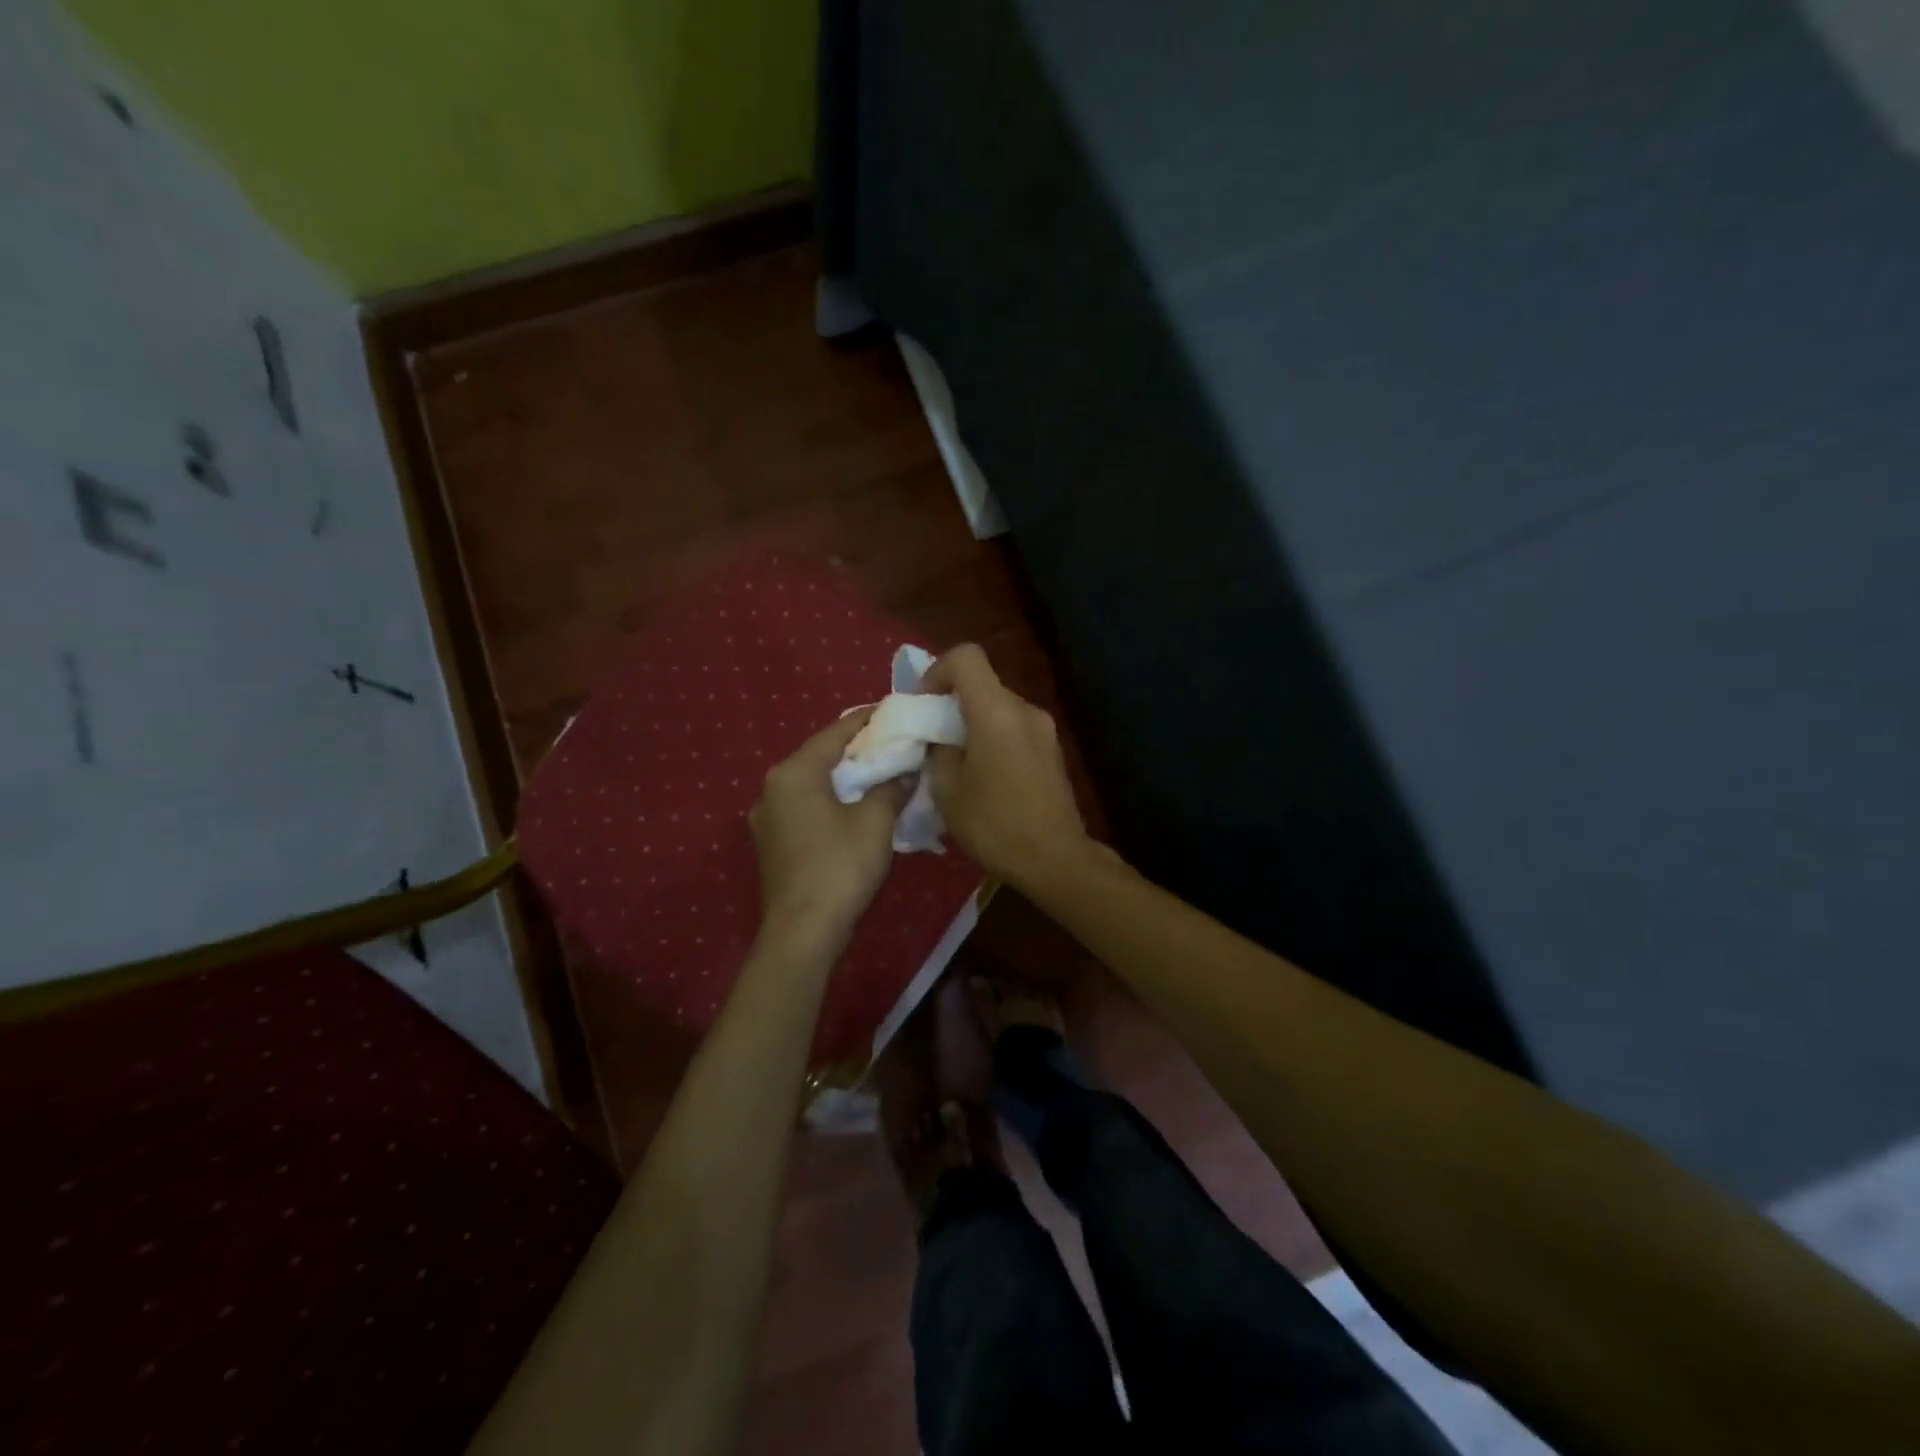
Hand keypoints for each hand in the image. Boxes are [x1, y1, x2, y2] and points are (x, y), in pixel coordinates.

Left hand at [750, 709, 909, 948]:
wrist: (803, 932)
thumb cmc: (840, 867)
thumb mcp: (875, 822)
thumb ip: (891, 787)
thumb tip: (906, 770)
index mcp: (793, 773)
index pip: (834, 733)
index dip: (866, 720)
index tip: (892, 710)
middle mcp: (772, 788)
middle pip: (819, 757)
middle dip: (855, 750)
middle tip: (892, 743)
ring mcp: (767, 819)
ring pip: (811, 785)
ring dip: (842, 778)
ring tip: (878, 774)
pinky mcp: (771, 845)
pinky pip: (805, 809)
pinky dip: (830, 802)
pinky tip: (854, 809)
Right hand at [920, 644, 1092, 887]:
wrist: (1056, 860)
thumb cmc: (996, 826)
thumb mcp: (948, 790)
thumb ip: (938, 750)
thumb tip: (940, 737)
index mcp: (997, 712)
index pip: (966, 657)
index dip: (937, 671)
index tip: (923, 706)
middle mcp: (1024, 710)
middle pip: (982, 683)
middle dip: (951, 702)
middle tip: (931, 738)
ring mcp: (1044, 729)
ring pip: (997, 707)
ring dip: (972, 722)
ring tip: (956, 761)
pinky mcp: (1052, 749)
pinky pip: (1013, 727)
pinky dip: (992, 736)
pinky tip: (983, 774)